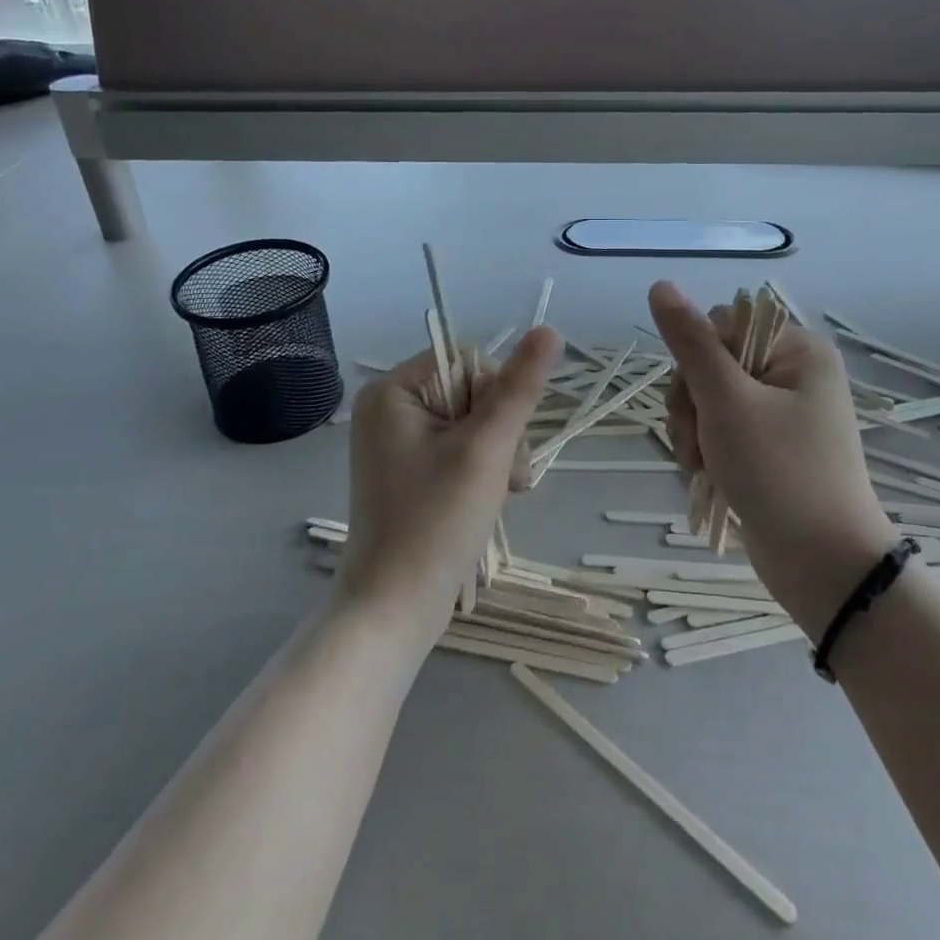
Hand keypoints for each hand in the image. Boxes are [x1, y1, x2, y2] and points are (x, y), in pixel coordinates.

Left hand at [336, 326, 562, 641]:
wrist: (394, 609)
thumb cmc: (435, 522)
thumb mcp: (486, 448)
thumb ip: (519, 388)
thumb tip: (549, 331)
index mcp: (394, 391)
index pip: (467, 360)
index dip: (498, 394)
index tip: (503, 440)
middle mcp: (390, 409)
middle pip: (472, 392)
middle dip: (502, 432)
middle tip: (510, 478)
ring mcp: (397, 443)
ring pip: (474, 423)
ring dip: (500, 454)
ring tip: (504, 494)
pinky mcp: (410, 472)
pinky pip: (460, 449)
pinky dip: (484, 470)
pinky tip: (493, 499)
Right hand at [648, 281, 897, 637]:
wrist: (822, 566)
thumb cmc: (779, 473)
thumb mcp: (727, 401)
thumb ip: (691, 342)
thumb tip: (660, 285)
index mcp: (797, 350)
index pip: (722, 324)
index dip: (697, 358)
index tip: (698, 399)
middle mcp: (792, 374)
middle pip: (710, 363)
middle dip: (691, 404)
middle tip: (696, 441)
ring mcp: (781, 413)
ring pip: (707, 399)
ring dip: (692, 431)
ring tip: (701, 466)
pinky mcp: (768, 447)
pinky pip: (719, 429)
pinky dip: (705, 450)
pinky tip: (706, 476)